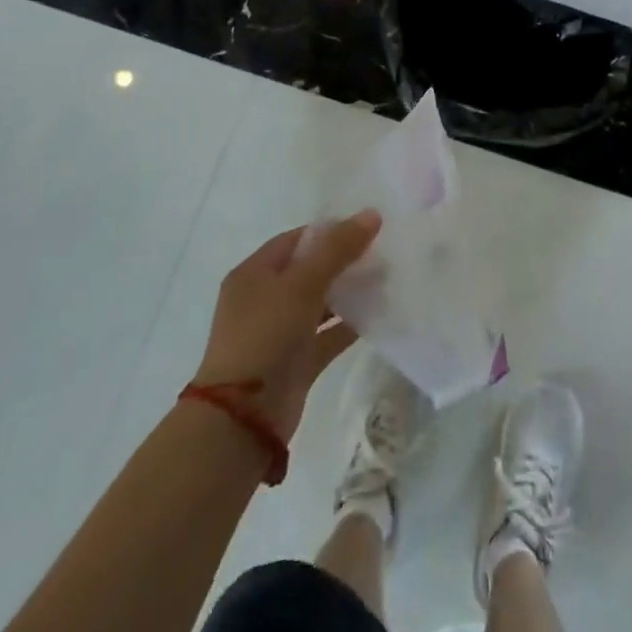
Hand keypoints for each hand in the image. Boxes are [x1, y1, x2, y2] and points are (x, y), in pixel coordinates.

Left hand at [190, 211, 380, 441]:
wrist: (243, 417)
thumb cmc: (265, 336)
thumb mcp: (301, 284)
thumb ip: (337, 249)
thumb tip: (371, 214)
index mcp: (254, 273)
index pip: (297, 240)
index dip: (331, 231)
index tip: (368, 228)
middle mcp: (264, 299)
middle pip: (310, 269)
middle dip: (345, 261)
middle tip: (383, 253)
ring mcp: (280, 332)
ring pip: (320, 302)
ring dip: (350, 293)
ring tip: (388, 280)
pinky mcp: (296, 361)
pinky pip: (327, 335)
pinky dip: (349, 325)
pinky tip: (379, 315)